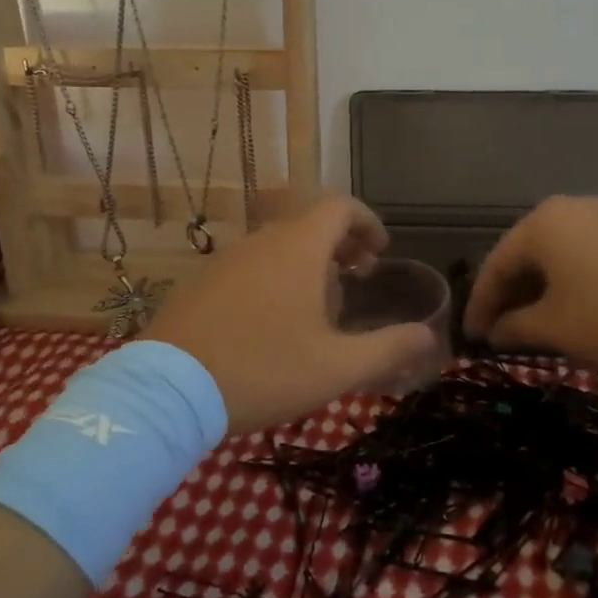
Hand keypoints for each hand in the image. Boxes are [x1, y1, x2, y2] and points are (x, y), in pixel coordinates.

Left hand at [145, 194, 439, 431]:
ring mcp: (227, 259)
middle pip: (310, 223)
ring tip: (321, 307)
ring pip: (279, 244)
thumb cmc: (262, 370)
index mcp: (298, 247)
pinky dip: (276, 275)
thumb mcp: (336, 367)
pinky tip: (273, 323)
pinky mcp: (202, 281)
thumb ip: (389, 348)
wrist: (168, 392)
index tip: (380, 252)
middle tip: (359, 278)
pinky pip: (251, 264)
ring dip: (309, 262)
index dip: (367, 222)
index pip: (340, 206)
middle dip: (342, 244)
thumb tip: (430, 337)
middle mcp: (262, 241)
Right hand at [463, 196, 597, 368]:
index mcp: (541, 224)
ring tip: (533, 326)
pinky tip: (571, 309)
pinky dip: (568, 282)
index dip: (481, 304)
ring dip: (539, 290)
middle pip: (525, 255)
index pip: (496, 265)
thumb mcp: (556, 327)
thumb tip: (494, 332)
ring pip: (555, 255)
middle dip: (510, 296)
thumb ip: (515, 328)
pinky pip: (583, 254)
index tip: (471, 337)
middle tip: (499, 332)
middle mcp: (567, 209)